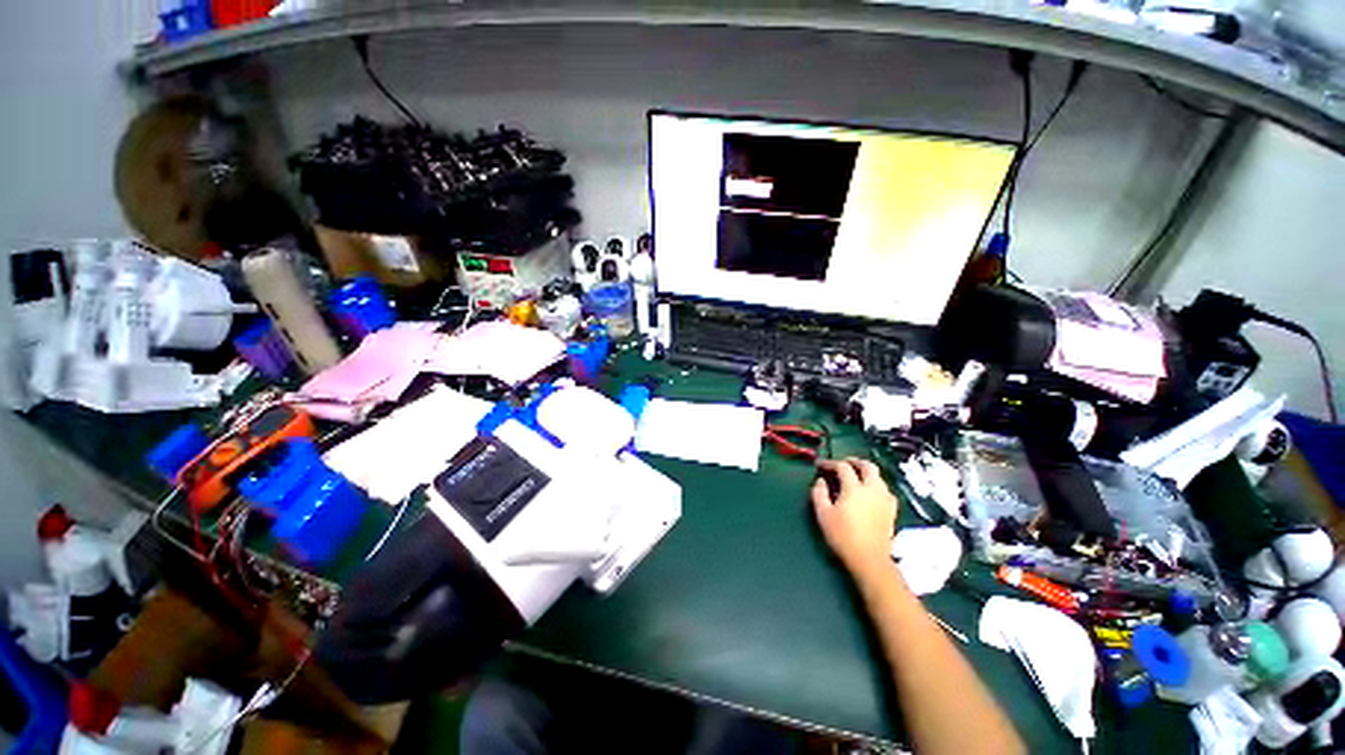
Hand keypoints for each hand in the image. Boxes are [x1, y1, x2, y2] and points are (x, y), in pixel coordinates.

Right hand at [811, 458, 899, 581]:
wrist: (869, 556)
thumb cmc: (843, 537)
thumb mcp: (823, 516)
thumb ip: (819, 495)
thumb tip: (820, 481)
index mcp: (854, 487)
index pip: (843, 467)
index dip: (831, 463)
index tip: (822, 466)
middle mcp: (872, 487)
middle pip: (866, 465)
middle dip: (854, 461)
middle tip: (844, 464)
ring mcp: (885, 496)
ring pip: (877, 476)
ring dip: (866, 472)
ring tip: (857, 477)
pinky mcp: (892, 507)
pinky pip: (884, 489)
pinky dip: (876, 485)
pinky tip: (871, 494)